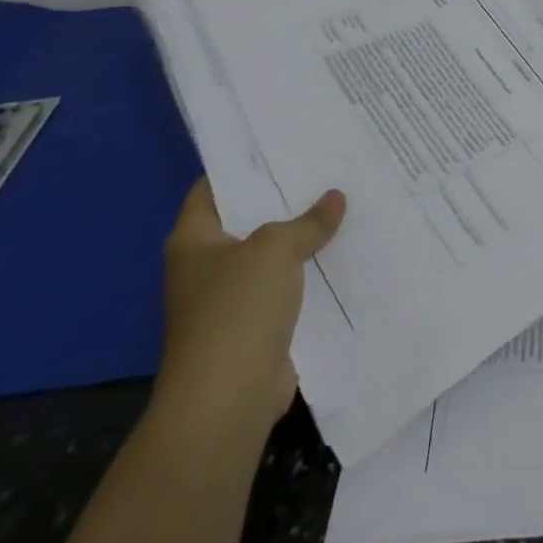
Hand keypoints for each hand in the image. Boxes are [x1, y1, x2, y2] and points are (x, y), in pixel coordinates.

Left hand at [152, 178, 345, 441]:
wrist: (228, 399)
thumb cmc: (237, 310)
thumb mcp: (275, 249)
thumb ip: (307, 221)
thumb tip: (335, 199)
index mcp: (194, 240)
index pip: (214, 187)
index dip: (246, 163)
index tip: (287, 144)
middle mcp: (207, 266)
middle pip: (250, 218)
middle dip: (287, 198)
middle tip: (330, 168)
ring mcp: (232, 298)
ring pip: (274, 255)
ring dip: (305, 237)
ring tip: (348, 203)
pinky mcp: (258, 325)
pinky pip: (290, 287)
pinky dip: (313, 272)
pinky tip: (347, 252)